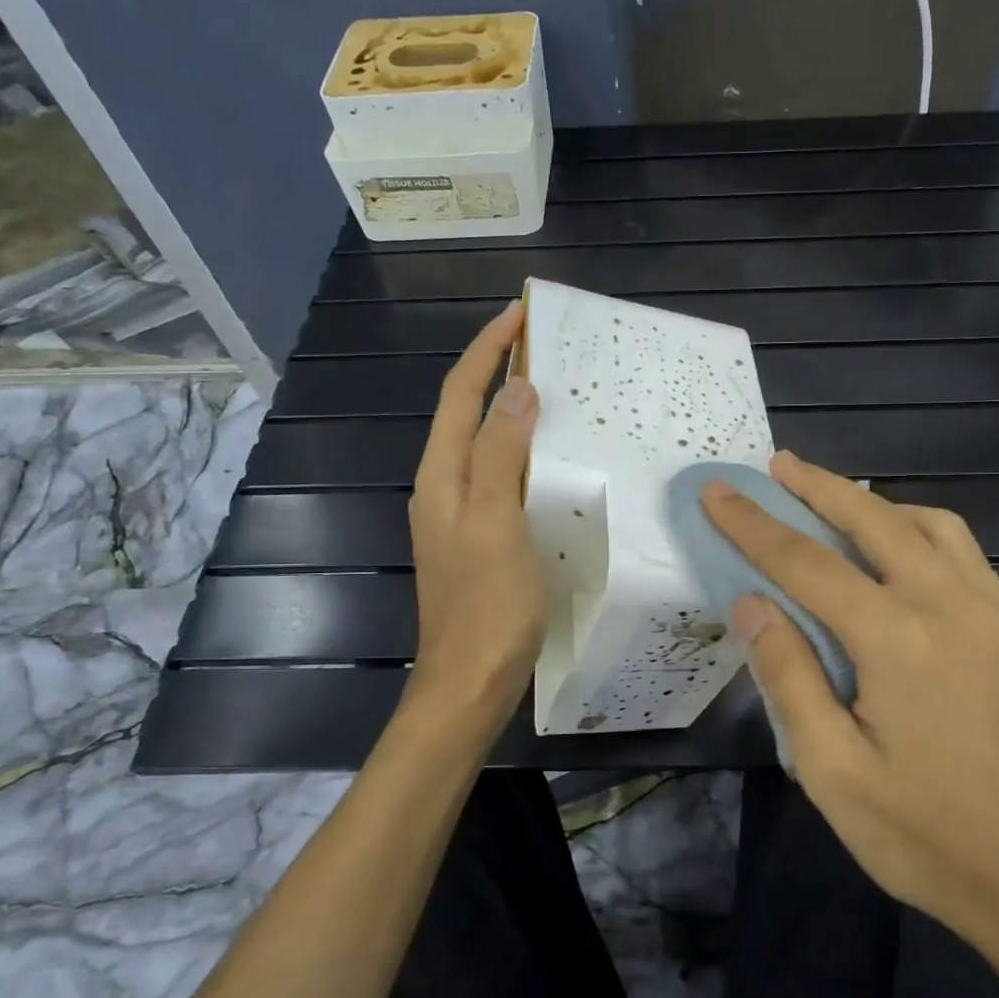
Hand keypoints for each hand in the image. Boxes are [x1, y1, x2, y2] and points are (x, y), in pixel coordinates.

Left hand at [403, 302, 545, 733]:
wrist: (471, 683)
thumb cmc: (487, 606)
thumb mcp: (495, 523)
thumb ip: (500, 455)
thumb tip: (516, 391)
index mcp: (441, 478)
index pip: (459, 395)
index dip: (487, 351)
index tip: (520, 314)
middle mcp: (444, 488)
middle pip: (468, 415)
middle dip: (500, 373)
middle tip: (547, 350)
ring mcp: (462, 516)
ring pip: (486, 446)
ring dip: (514, 413)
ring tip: (557, 393)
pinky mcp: (483, 539)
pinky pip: (503, 479)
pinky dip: (525, 454)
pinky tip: (554, 460)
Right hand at [699, 452, 998, 975]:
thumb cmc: (928, 837)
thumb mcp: (833, 772)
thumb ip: (789, 677)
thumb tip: (751, 604)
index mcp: (898, 639)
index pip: (807, 562)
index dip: (754, 525)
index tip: (717, 491)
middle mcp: (949, 604)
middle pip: (873, 520)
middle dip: (818, 486)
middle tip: (776, 464)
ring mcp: (991, 611)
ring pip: (928, 523)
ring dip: (872, 502)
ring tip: (831, 500)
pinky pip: (961, 550)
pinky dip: (917, 526)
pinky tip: (897, 545)